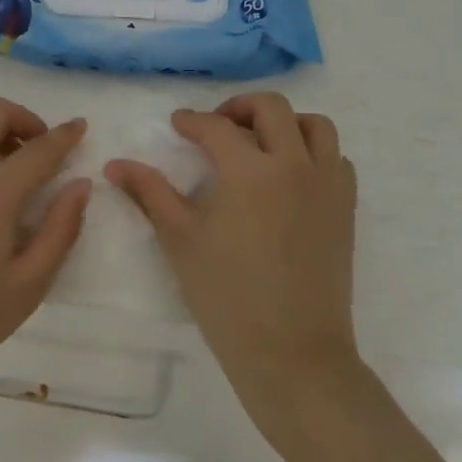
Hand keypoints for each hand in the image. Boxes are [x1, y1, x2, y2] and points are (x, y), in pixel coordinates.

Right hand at [106, 93, 359, 422]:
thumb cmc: (228, 297)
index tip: (178, 124)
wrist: (293, 354)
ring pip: (315, 125)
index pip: (217, 127)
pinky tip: (291, 176)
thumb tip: (115, 164)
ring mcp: (327, 185)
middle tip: (217, 126)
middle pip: (272, 107)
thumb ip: (150, 193)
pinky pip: (336, 159)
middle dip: (240, 107)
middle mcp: (294, 164)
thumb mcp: (181, 240)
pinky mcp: (345, 208)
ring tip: (260, 143)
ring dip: (285, 123)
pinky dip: (314, 153)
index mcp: (250, 170)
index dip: (192, 121)